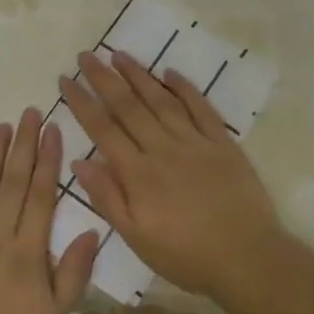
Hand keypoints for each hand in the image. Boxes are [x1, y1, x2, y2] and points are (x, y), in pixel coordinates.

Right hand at [59, 51, 285, 300]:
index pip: (102, 129)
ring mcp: (195, 142)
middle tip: (85, 55)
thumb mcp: (137, 238)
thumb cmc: (186, 256)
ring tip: (119, 54)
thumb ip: (107, 197)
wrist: (248, 259)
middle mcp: (163, 149)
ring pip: (161, 100)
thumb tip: (79, 161)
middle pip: (128, 106)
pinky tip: (169, 72)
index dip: (82, 102)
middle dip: (103, 78)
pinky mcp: (222, 143)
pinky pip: (200, 108)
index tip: (65, 79)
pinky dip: (184, 88)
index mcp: (138, 173)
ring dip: (138, 75)